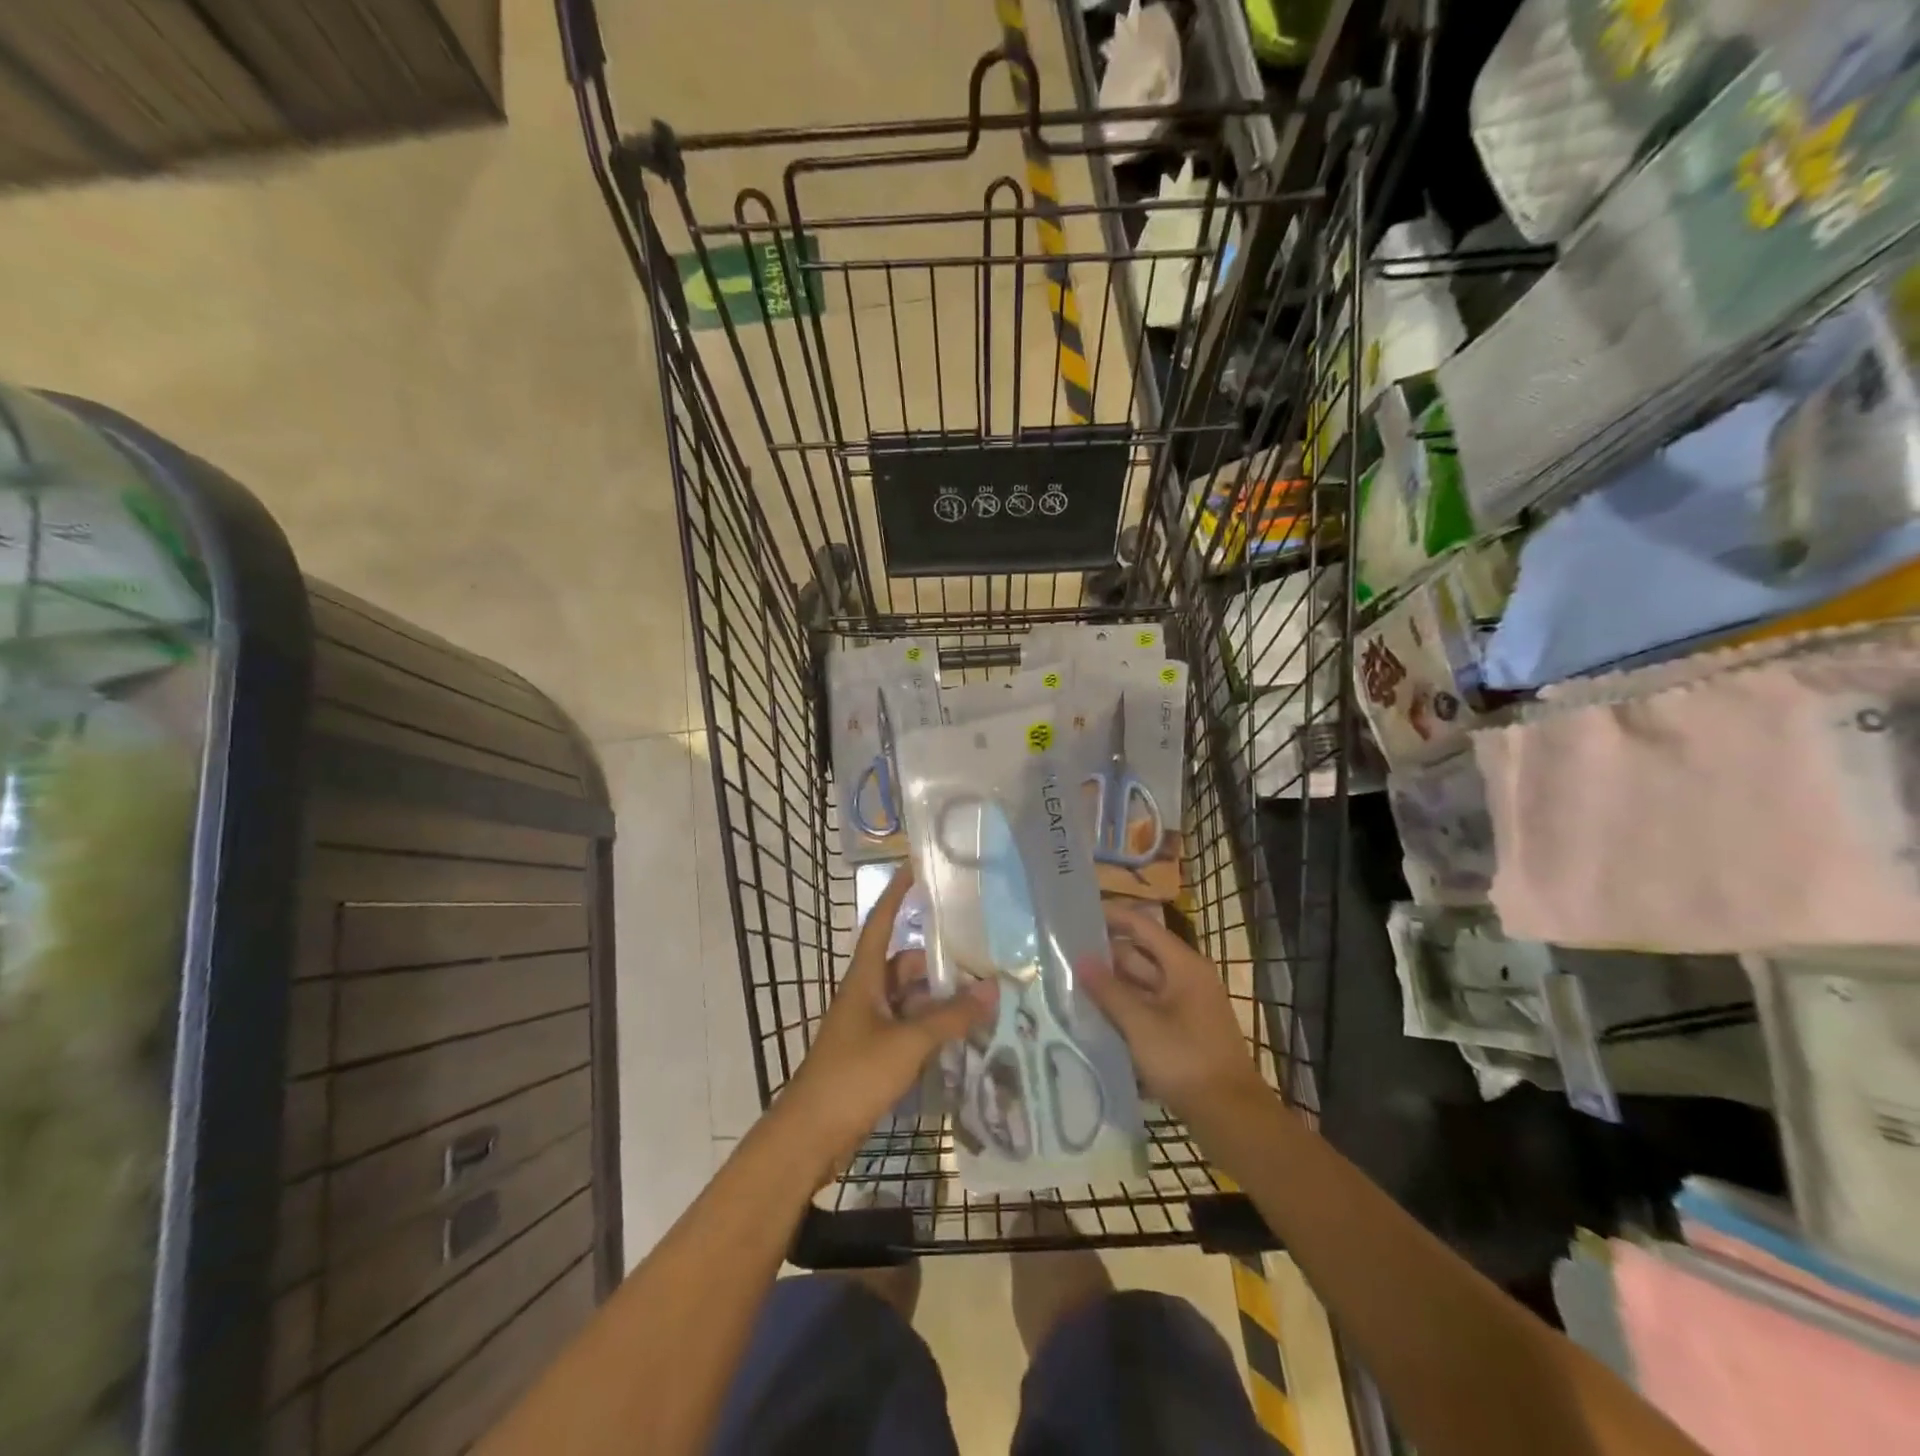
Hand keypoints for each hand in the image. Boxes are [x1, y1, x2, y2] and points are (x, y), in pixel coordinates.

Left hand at [777, 868, 995, 1176]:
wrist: (811, 1136)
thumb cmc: (852, 1076)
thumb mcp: (906, 1043)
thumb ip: (949, 1017)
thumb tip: (992, 989)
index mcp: (864, 979)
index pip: (881, 924)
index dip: (896, 894)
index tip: (916, 868)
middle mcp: (867, 994)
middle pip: (905, 965)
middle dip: (939, 962)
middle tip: (982, 956)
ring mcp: (870, 1025)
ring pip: (911, 999)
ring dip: (940, 999)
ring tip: (983, 998)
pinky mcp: (875, 1054)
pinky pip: (910, 1027)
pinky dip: (933, 1027)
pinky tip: (963, 1034)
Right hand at [1081, 900, 1269, 1127]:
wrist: (1231, 1117)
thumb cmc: (1186, 1061)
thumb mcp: (1141, 1025)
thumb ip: (1109, 991)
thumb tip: (1080, 959)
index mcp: (1183, 966)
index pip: (1142, 926)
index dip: (1112, 917)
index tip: (1078, 913)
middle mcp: (1186, 979)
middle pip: (1140, 955)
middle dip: (1105, 954)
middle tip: (1064, 952)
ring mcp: (1185, 1007)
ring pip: (1141, 984)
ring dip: (1111, 984)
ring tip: (1071, 981)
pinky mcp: (1181, 1032)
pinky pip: (1146, 1008)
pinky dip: (1123, 1008)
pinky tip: (1094, 1015)